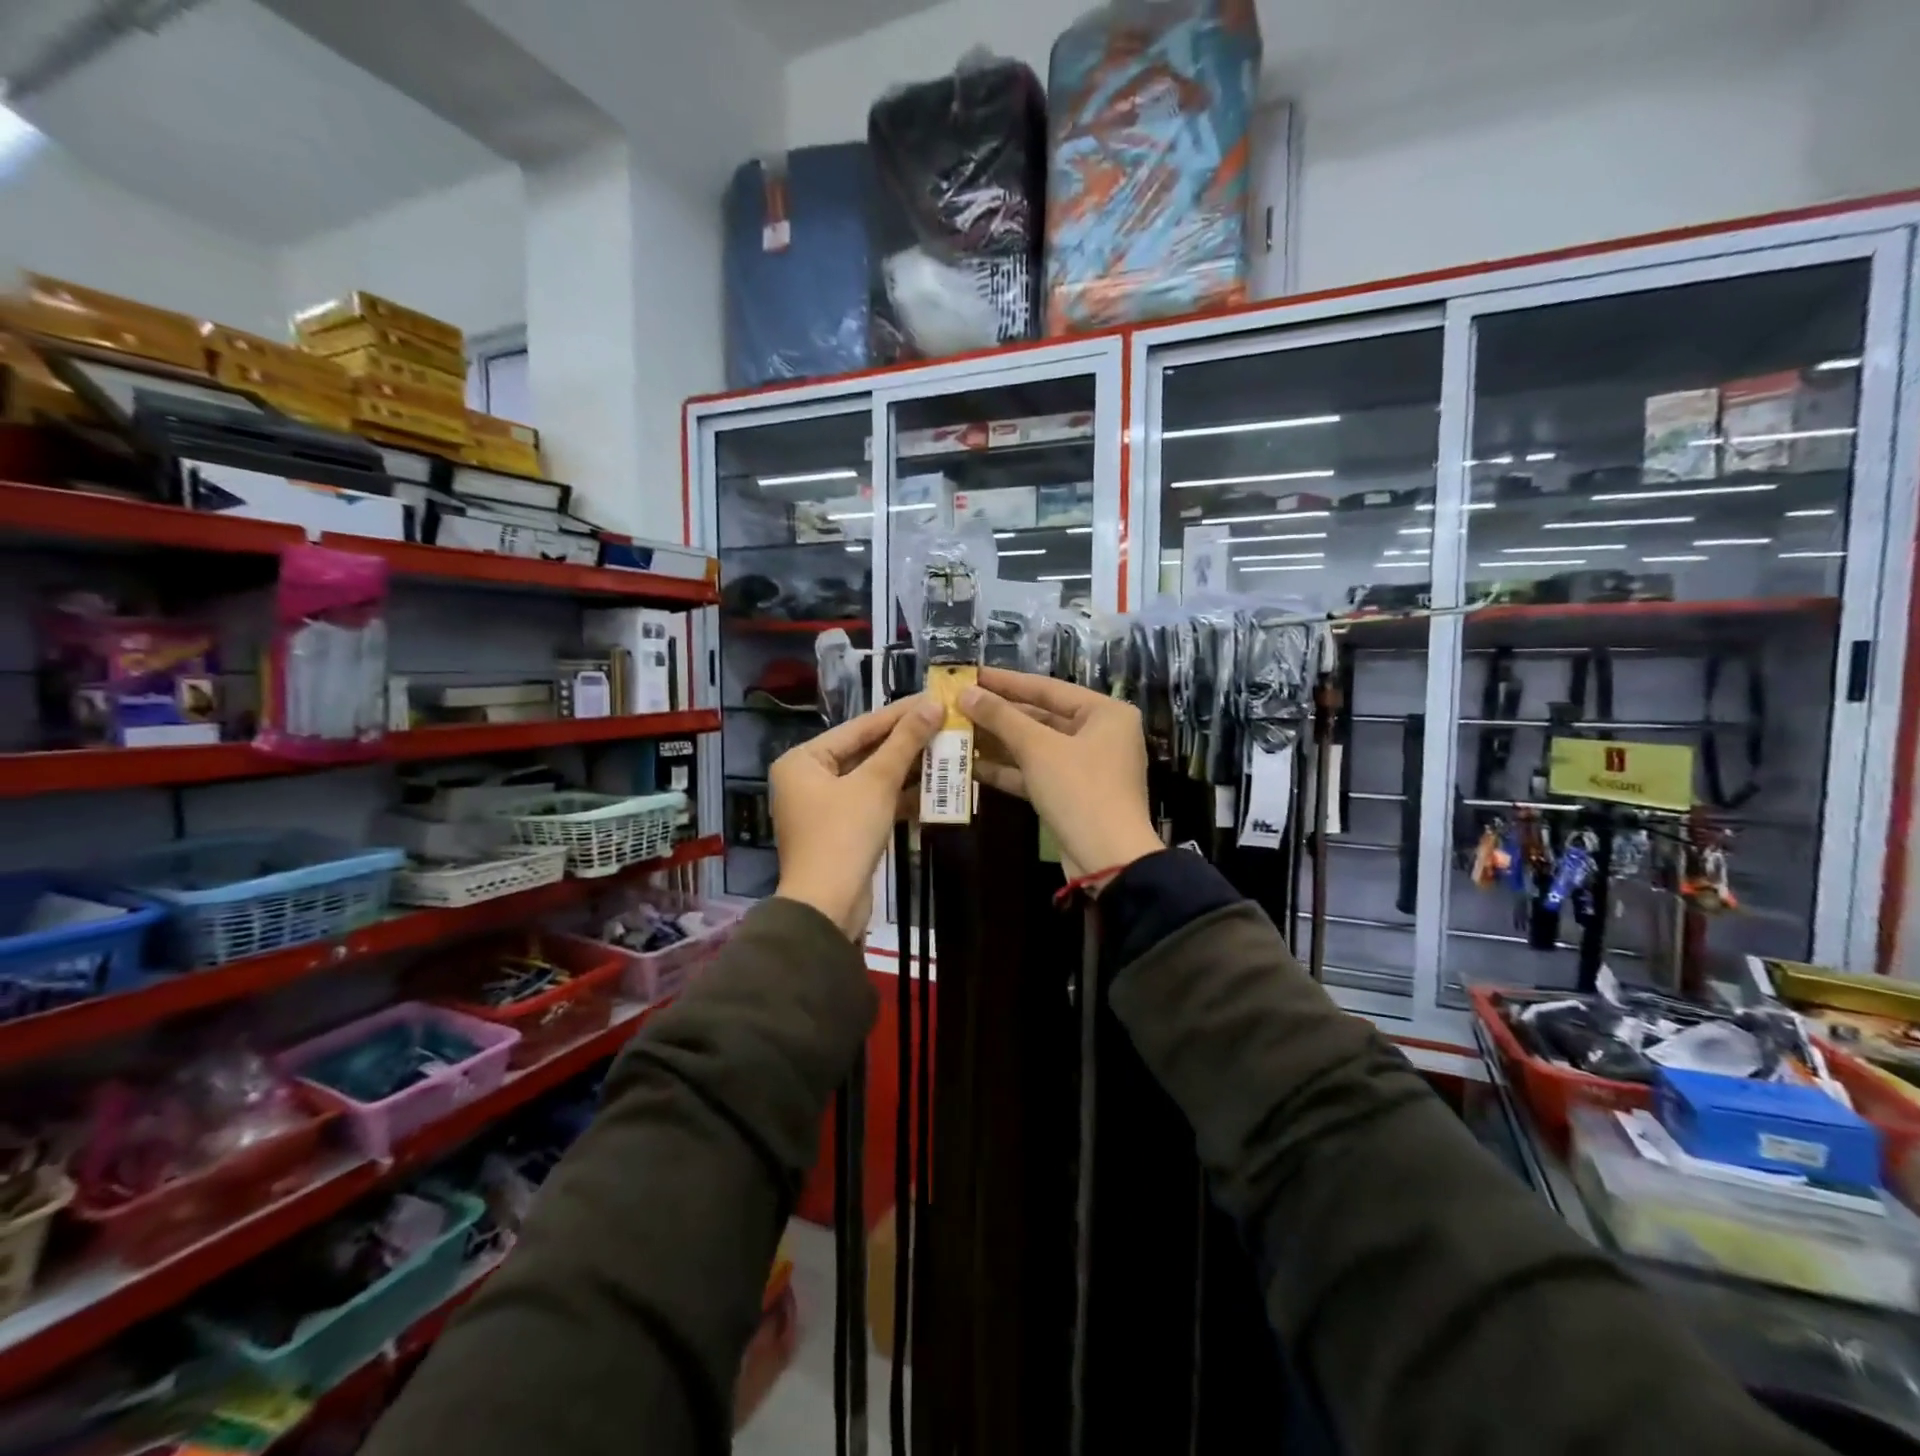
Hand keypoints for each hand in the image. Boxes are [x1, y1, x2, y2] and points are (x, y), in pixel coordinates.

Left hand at [771, 695, 942, 937]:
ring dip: (907, 770)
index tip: (933, 698)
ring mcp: (824, 806)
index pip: (859, 727)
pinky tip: (933, 788)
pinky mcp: (842, 830)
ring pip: (872, 779)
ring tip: (946, 751)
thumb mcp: (876, 783)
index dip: (899, 713)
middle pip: (865, 752)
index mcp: (803, 760)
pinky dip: (899, 796)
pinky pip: (873, 802)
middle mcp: (808, 778)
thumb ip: (904, 743)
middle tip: (944, 723)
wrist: (828, 906)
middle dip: (906, 743)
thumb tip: (933, 704)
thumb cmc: (844, 835)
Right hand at [958, 668, 1162, 882]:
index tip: (971, 674)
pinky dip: (1008, 770)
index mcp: (1105, 713)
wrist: (1108, 860)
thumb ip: (1002, 718)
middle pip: (1041, 717)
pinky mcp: (1072, 795)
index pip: (1048, 687)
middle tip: (958, 704)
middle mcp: (1100, 734)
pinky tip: (971, 765)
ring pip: (1036, 747)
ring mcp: (1086, 767)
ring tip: (957, 731)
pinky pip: (1036, 773)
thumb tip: (966, 692)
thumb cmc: (1080, 790)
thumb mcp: (1038, 749)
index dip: (1006, 682)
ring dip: (998, 742)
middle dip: (999, 715)